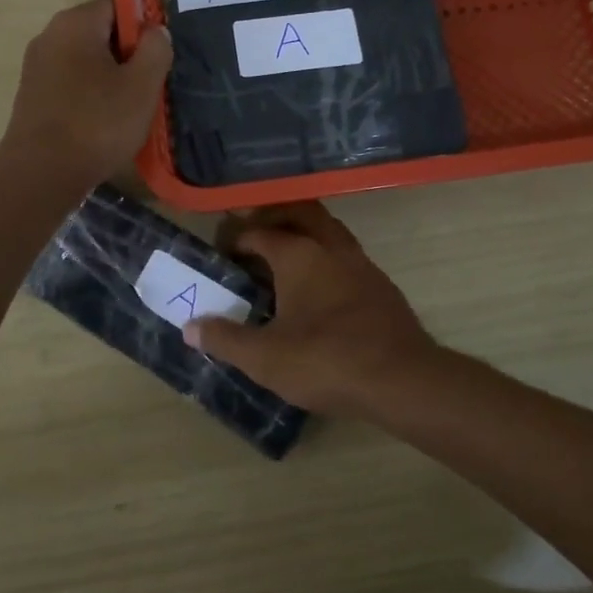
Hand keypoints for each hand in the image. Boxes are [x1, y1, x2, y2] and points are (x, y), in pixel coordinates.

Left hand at [1, 0, 171, 189]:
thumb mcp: (142, 85)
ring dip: (109, 78)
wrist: (41, 173)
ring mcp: (36, 67)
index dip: (142, 27)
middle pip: (100, 32)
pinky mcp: (32, 95)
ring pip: (85, 60)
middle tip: (147, 87)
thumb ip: (156, 49)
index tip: (156, 58)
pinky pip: (70, 83)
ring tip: (128, 109)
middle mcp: (50, 35)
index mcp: (75, 23)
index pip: (117, 4)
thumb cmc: (97, 123)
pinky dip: (89, 96)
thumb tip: (155, 31)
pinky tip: (102, 124)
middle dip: (127, 55)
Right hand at [185, 202, 440, 418]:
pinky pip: (345, 255)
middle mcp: (330, 247)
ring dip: (304, 234)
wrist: (402, 379)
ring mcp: (360, 263)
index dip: (235, 238)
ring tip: (283, 258)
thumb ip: (225, 339)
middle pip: (300, 213)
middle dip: (274, 218)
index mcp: (298, 255)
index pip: (259, 232)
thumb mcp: (264, 358)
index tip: (221, 253)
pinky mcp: (380, 284)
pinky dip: (325, 257)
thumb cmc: (326, 361)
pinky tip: (319, 287)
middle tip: (253, 235)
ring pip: (328, 231)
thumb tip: (190, 326)